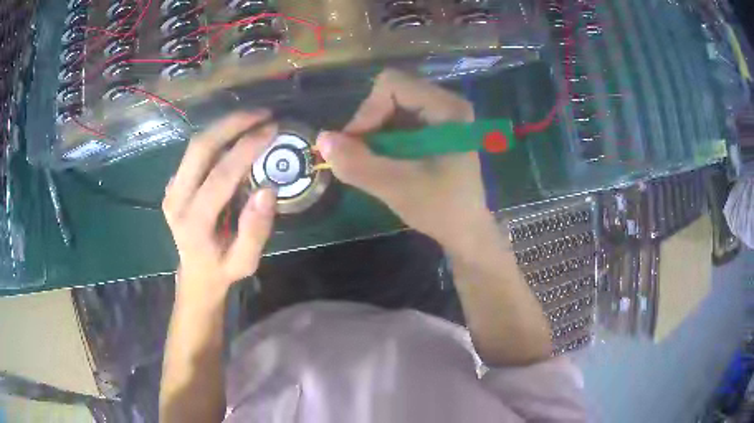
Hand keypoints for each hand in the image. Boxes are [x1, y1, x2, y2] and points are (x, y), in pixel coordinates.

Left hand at [163, 111, 276, 303]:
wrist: (195, 274)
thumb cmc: (223, 269)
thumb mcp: (246, 261)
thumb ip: (255, 230)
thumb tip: (267, 190)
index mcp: (194, 222)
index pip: (220, 175)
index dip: (247, 148)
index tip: (272, 129)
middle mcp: (176, 200)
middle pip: (200, 148)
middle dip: (232, 124)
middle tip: (263, 114)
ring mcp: (171, 189)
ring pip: (195, 145)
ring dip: (224, 126)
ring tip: (253, 118)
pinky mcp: (173, 183)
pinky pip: (194, 152)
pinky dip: (217, 137)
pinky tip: (236, 135)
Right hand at [316, 69, 491, 252]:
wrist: (465, 231)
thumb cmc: (441, 209)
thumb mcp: (396, 187)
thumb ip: (357, 163)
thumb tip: (322, 139)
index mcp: (447, 108)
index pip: (392, 85)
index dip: (368, 111)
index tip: (357, 145)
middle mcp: (446, 102)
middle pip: (391, 92)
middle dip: (369, 123)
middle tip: (361, 155)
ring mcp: (441, 114)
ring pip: (390, 106)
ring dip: (374, 133)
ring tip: (374, 162)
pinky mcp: (434, 128)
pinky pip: (397, 119)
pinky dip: (382, 138)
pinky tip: (385, 161)